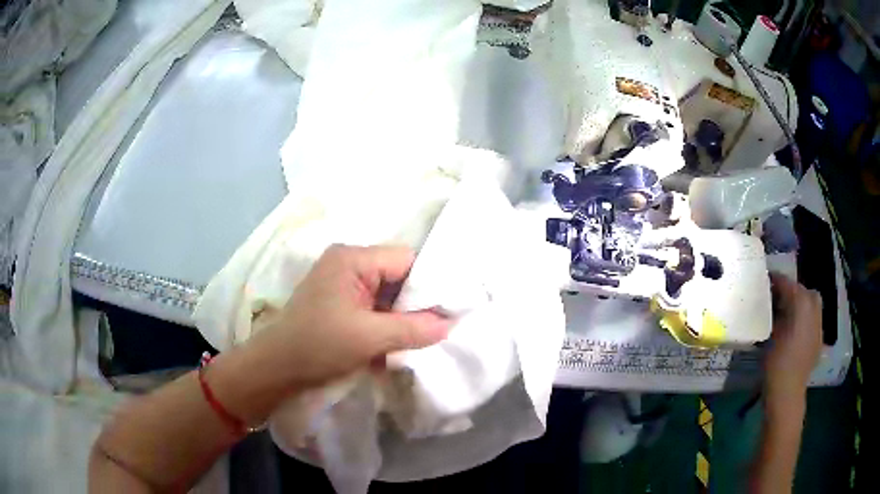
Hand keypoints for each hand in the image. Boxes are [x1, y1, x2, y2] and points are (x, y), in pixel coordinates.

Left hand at [247, 244, 450, 388]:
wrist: (276, 369)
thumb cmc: (318, 346)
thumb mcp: (369, 338)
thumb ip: (413, 329)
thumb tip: (450, 324)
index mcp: (353, 258)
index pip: (406, 260)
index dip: (428, 285)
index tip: (446, 312)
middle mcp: (349, 264)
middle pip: (398, 277)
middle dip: (414, 306)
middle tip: (432, 331)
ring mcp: (343, 284)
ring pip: (388, 296)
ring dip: (400, 320)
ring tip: (413, 343)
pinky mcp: (340, 304)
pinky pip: (374, 309)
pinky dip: (385, 327)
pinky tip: (392, 348)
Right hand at [764, 273, 822, 401]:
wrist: (787, 394)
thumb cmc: (775, 363)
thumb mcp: (770, 334)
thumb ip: (773, 312)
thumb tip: (771, 300)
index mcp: (801, 303)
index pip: (788, 283)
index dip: (776, 280)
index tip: (764, 280)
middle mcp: (814, 308)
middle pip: (802, 290)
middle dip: (790, 291)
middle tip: (776, 298)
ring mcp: (819, 324)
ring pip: (810, 303)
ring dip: (799, 303)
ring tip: (786, 312)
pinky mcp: (819, 339)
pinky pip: (813, 319)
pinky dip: (804, 318)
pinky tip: (795, 330)